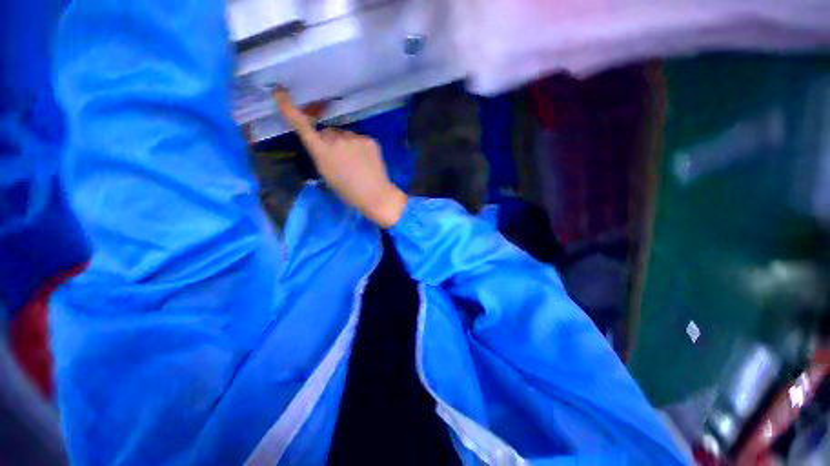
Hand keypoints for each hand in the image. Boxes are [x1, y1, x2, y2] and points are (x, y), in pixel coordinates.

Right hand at [274, 89, 407, 227]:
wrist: (375, 195)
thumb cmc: (348, 192)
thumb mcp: (326, 175)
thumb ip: (321, 155)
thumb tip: (322, 144)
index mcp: (322, 150)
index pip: (302, 125)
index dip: (289, 108)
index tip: (280, 92)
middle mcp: (336, 139)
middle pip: (328, 132)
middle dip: (329, 141)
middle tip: (339, 159)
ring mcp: (354, 138)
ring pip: (345, 135)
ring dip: (346, 143)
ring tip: (356, 162)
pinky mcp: (369, 139)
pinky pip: (360, 139)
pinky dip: (360, 147)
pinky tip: (366, 161)